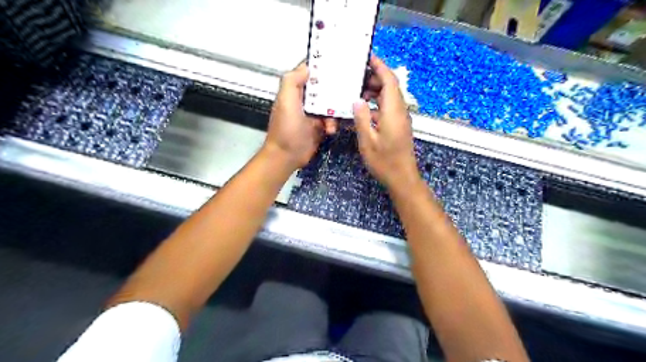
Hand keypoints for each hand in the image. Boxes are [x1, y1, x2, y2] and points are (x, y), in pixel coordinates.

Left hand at [265, 62, 339, 169]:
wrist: (287, 156)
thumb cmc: (286, 129)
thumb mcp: (285, 101)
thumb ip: (292, 81)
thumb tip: (308, 67)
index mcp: (295, 90)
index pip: (310, 72)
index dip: (322, 65)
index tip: (339, 61)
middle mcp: (305, 99)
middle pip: (324, 87)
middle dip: (335, 88)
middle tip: (349, 88)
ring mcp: (314, 114)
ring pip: (331, 104)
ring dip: (335, 110)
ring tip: (333, 118)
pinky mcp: (320, 126)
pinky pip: (333, 119)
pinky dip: (334, 123)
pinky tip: (331, 129)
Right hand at [352, 55, 418, 189]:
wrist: (402, 177)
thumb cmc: (384, 161)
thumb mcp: (368, 140)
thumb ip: (361, 118)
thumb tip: (357, 99)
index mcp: (393, 111)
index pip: (389, 80)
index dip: (380, 66)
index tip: (367, 57)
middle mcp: (399, 111)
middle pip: (390, 86)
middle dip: (374, 77)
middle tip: (355, 77)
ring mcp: (400, 119)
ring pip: (388, 97)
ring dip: (374, 91)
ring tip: (356, 91)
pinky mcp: (398, 126)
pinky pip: (387, 108)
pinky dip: (376, 104)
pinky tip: (362, 110)